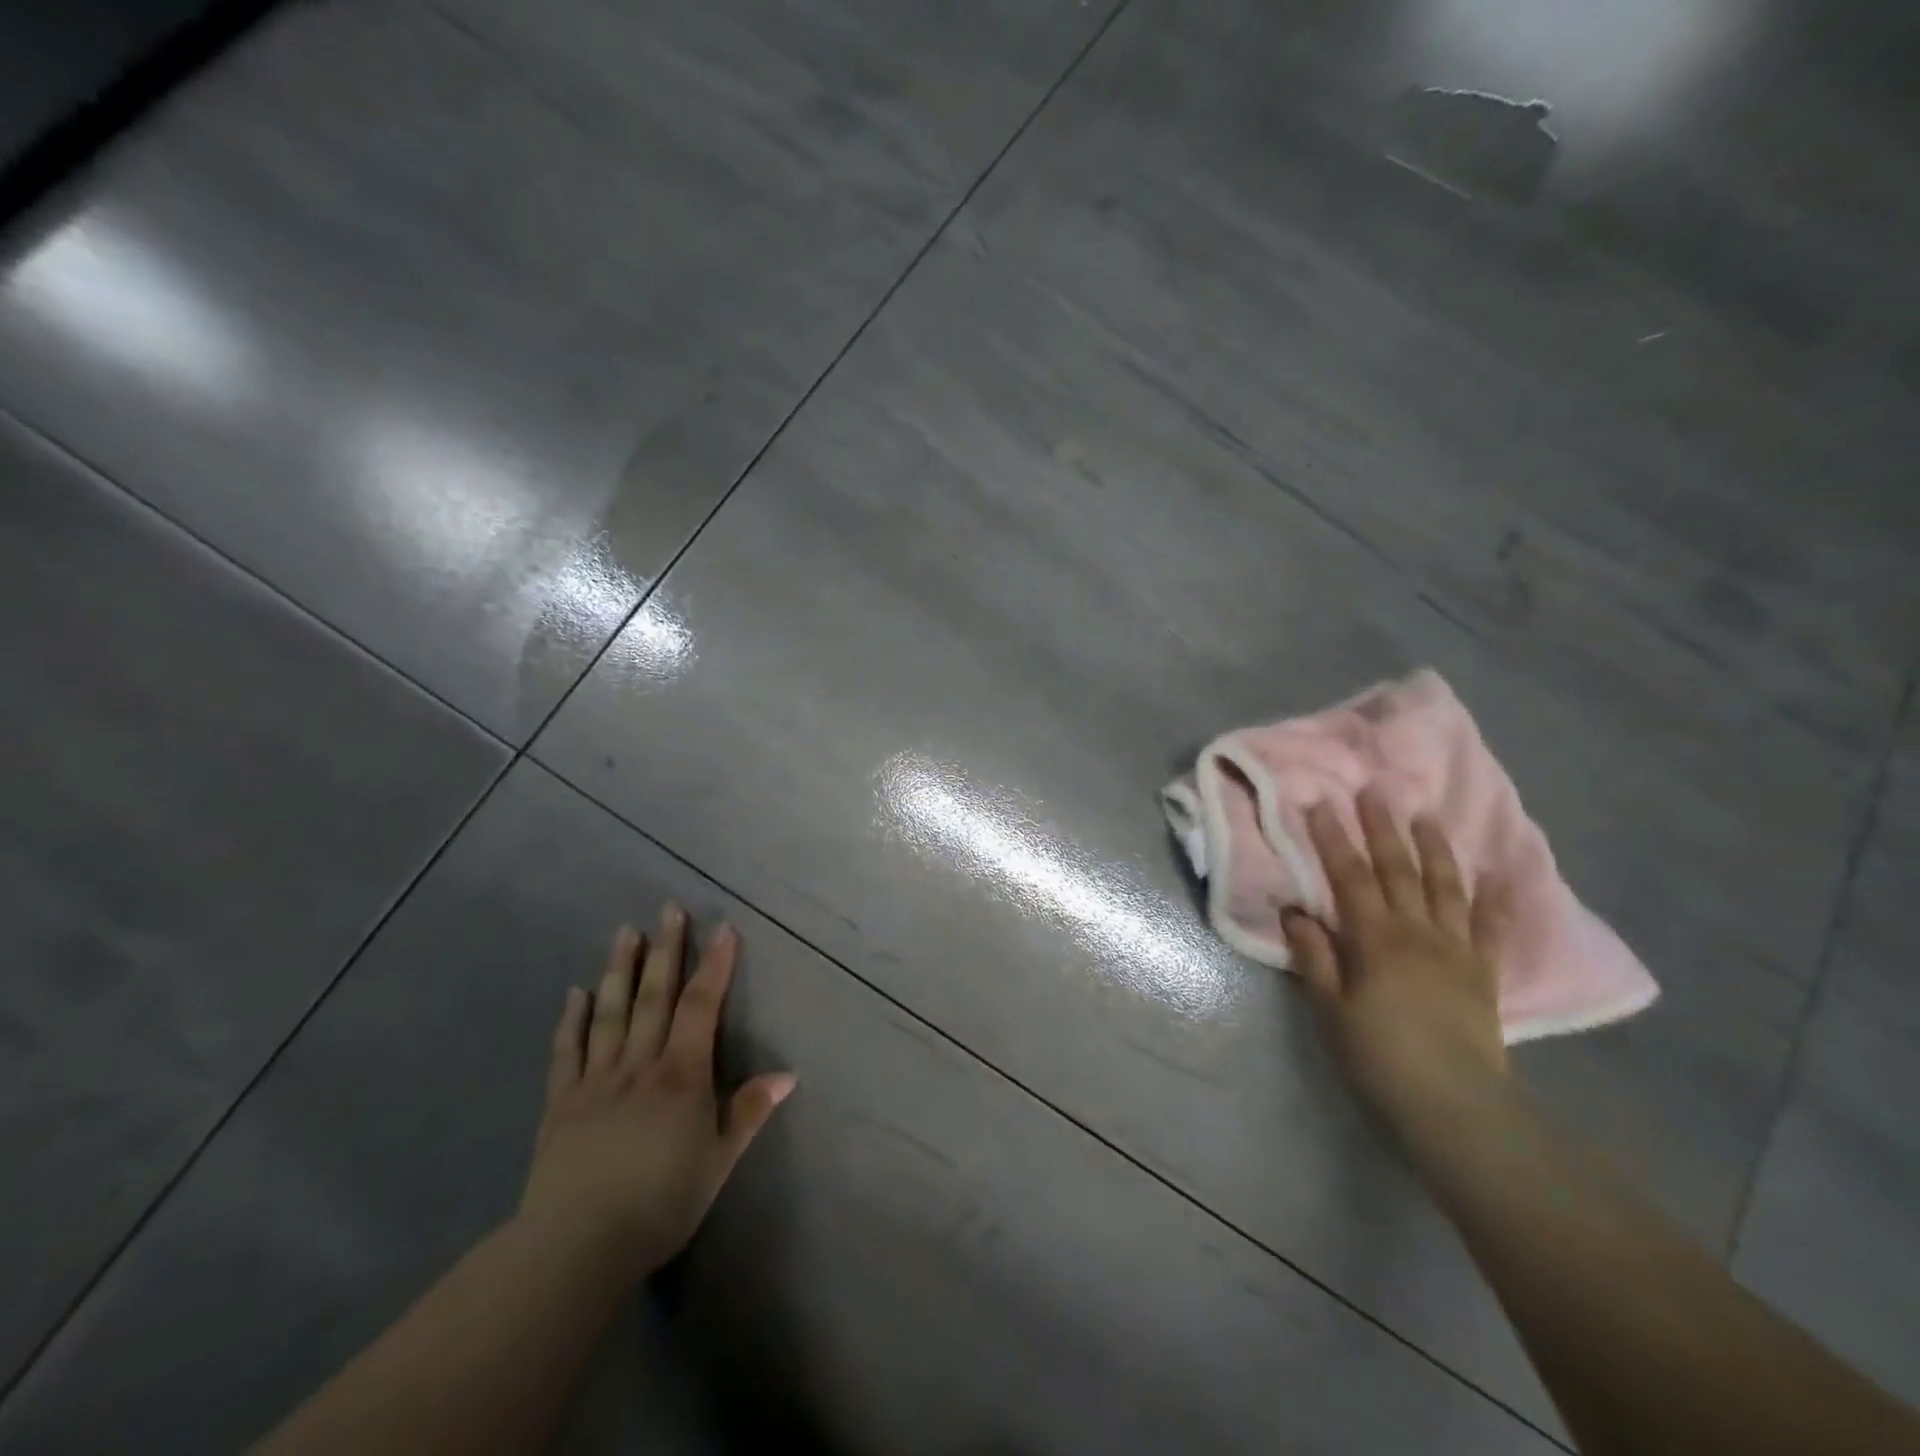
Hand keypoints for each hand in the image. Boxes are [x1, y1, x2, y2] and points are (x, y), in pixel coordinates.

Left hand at [519, 904, 795, 1281]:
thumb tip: (787, 1075)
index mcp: (681, 1075)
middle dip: (666, 950)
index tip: (722, 928)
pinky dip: (571, 1020)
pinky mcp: (561, 1104)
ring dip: (619, 970)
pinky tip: (574, 993)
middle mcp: (639, 1065)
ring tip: (625, 932)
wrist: (576, 1247)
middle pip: (654, 996)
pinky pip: (567, 1053)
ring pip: (611, 1013)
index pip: (701, 1006)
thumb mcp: (718, 1161)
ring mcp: (596, 1080)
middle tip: (668, 908)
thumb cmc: (660, 1203)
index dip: (714, 965)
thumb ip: (748, 1113)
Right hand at [1281, 790, 1508, 1127]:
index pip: (1349, 876)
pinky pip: (1491, 927)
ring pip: (1445, 887)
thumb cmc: (1379, 1055)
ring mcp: (1456, 949)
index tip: (1319, 803)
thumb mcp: (1330, 1008)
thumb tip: (1295, 911)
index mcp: (1375, 938)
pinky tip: (1500, 874)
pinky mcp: (1484, 971)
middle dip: (1382, 828)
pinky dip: (1496, 898)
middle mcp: (1417, 931)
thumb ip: (1314, 956)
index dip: (1332, 838)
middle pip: (1398, 870)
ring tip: (1427, 815)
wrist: (1454, 1105)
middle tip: (1374, 790)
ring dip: (1434, 848)